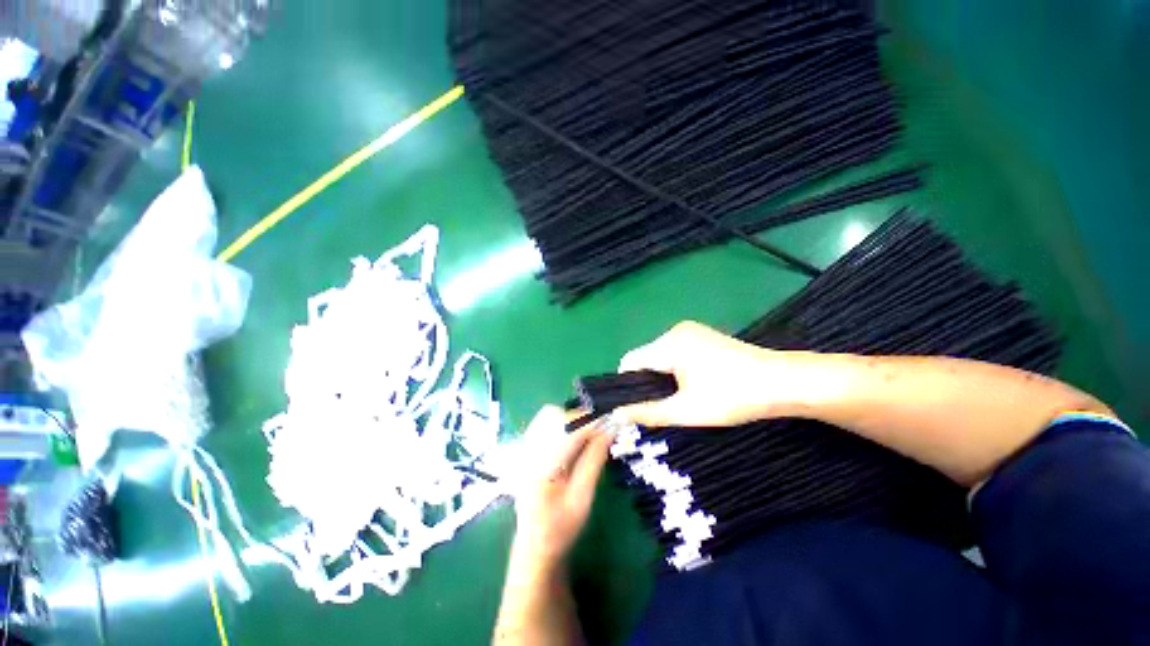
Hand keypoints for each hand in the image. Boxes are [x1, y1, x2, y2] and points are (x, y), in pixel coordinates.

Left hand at [509, 406, 612, 576]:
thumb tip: (609, 431)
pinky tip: (575, 439)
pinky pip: (544, 425)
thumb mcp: (582, 498)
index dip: (591, 422)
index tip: (611, 423)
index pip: (566, 429)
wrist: (534, 548)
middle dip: (580, 418)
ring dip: (572, 420)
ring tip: (590, 434)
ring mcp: (524, 450)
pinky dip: (563, 425)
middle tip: (600, 430)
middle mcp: (528, 451)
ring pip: (548, 417)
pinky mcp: (527, 452)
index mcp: (540, 464)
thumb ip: (594, 460)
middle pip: (554, 415)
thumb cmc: (560, 528)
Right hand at [617, 320, 798, 426]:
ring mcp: (691, 331)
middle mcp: (676, 331)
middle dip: (647, 382)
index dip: (627, 385)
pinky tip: (693, 384)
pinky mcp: (703, 335)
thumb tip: (616, 416)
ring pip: (661, 355)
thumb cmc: (732, 397)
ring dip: (662, 376)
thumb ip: (647, 412)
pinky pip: (675, 351)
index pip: (630, 361)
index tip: (637, 407)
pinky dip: (675, 369)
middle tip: (662, 406)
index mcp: (669, 344)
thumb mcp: (686, 410)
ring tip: (679, 397)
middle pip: (646, 357)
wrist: (783, 382)